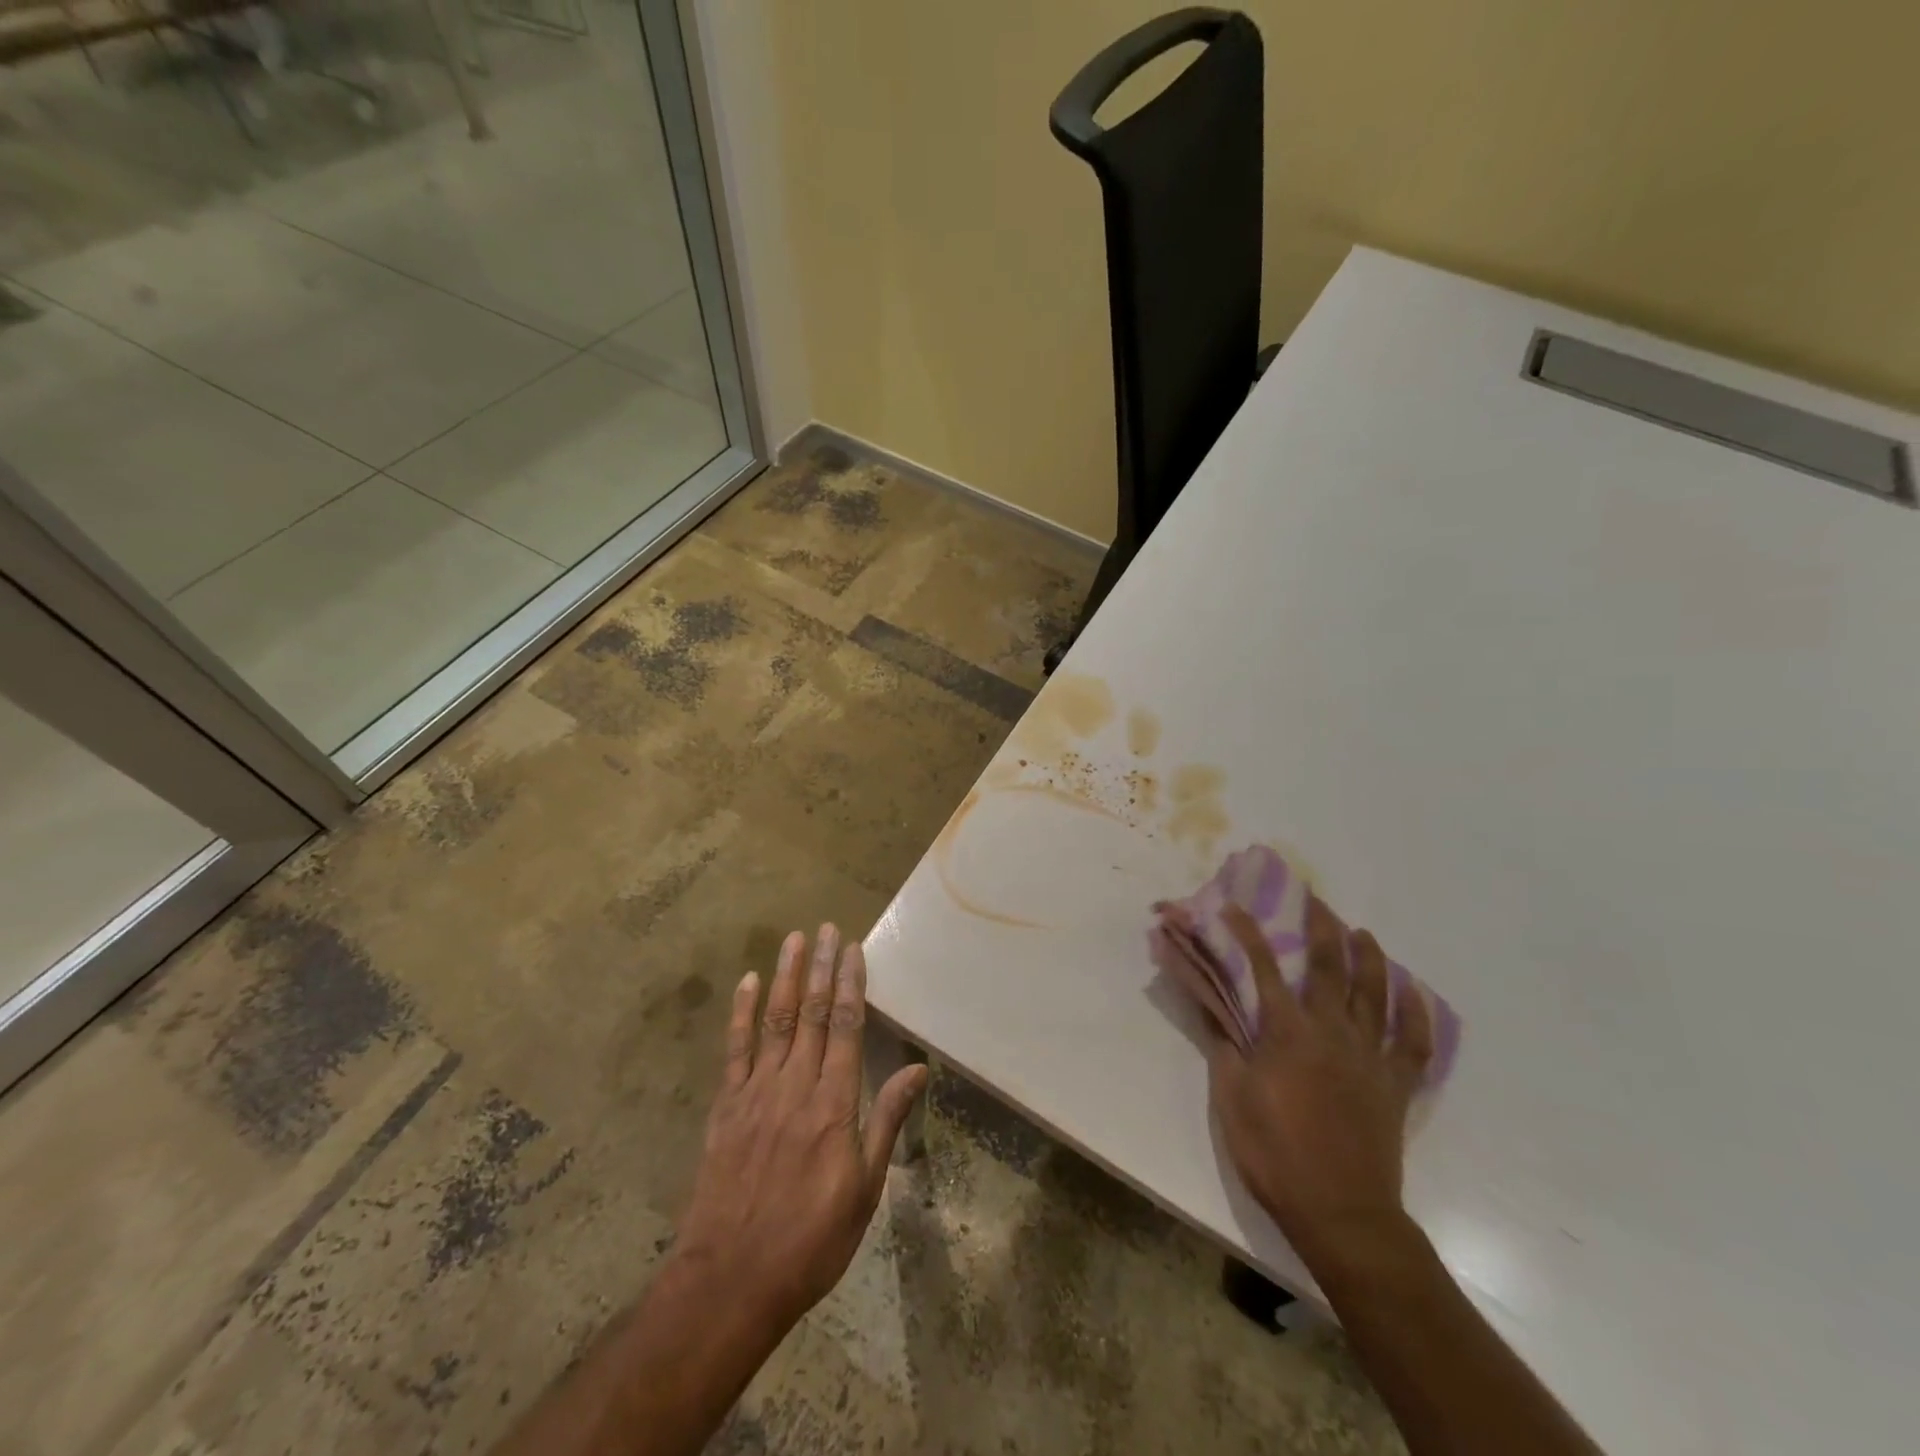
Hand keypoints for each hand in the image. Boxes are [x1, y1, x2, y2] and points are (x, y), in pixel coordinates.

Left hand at [671, 925, 927, 1337]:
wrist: (731, 1280)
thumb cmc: (810, 1240)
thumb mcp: (864, 1189)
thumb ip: (886, 1122)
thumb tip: (918, 1069)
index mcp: (833, 1104)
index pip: (845, 1027)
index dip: (850, 984)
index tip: (853, 949)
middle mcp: (795, 1086)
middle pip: (810, 1013)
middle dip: (820, 967)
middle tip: (827, 927)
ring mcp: (756, 1093)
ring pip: (775, 1021)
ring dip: (785, 976)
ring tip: (794, 939)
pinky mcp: (726, 1107)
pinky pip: (734, 1050)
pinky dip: (741, 1013)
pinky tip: (747, 983)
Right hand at [1208, 897, 1432, 1268]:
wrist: (1340, 1213)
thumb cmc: (1274, 1154)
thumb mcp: (1231, 1097)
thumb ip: (1224, 1043)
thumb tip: (1212, 1001)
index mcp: (1288, 1033)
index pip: (1264, 968)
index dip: (1249, 933)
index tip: (1236, 906)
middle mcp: (1333, 1032)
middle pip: (1331, 968)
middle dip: (1322, 928)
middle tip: (1316, 900)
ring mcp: (1371, 1057)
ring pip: (1376, 994)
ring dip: (1370, 958)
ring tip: (1363, 933)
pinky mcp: (1396, 1084)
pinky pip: (1414, 1042)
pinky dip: (1416, 1013)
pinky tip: (1413, 992)